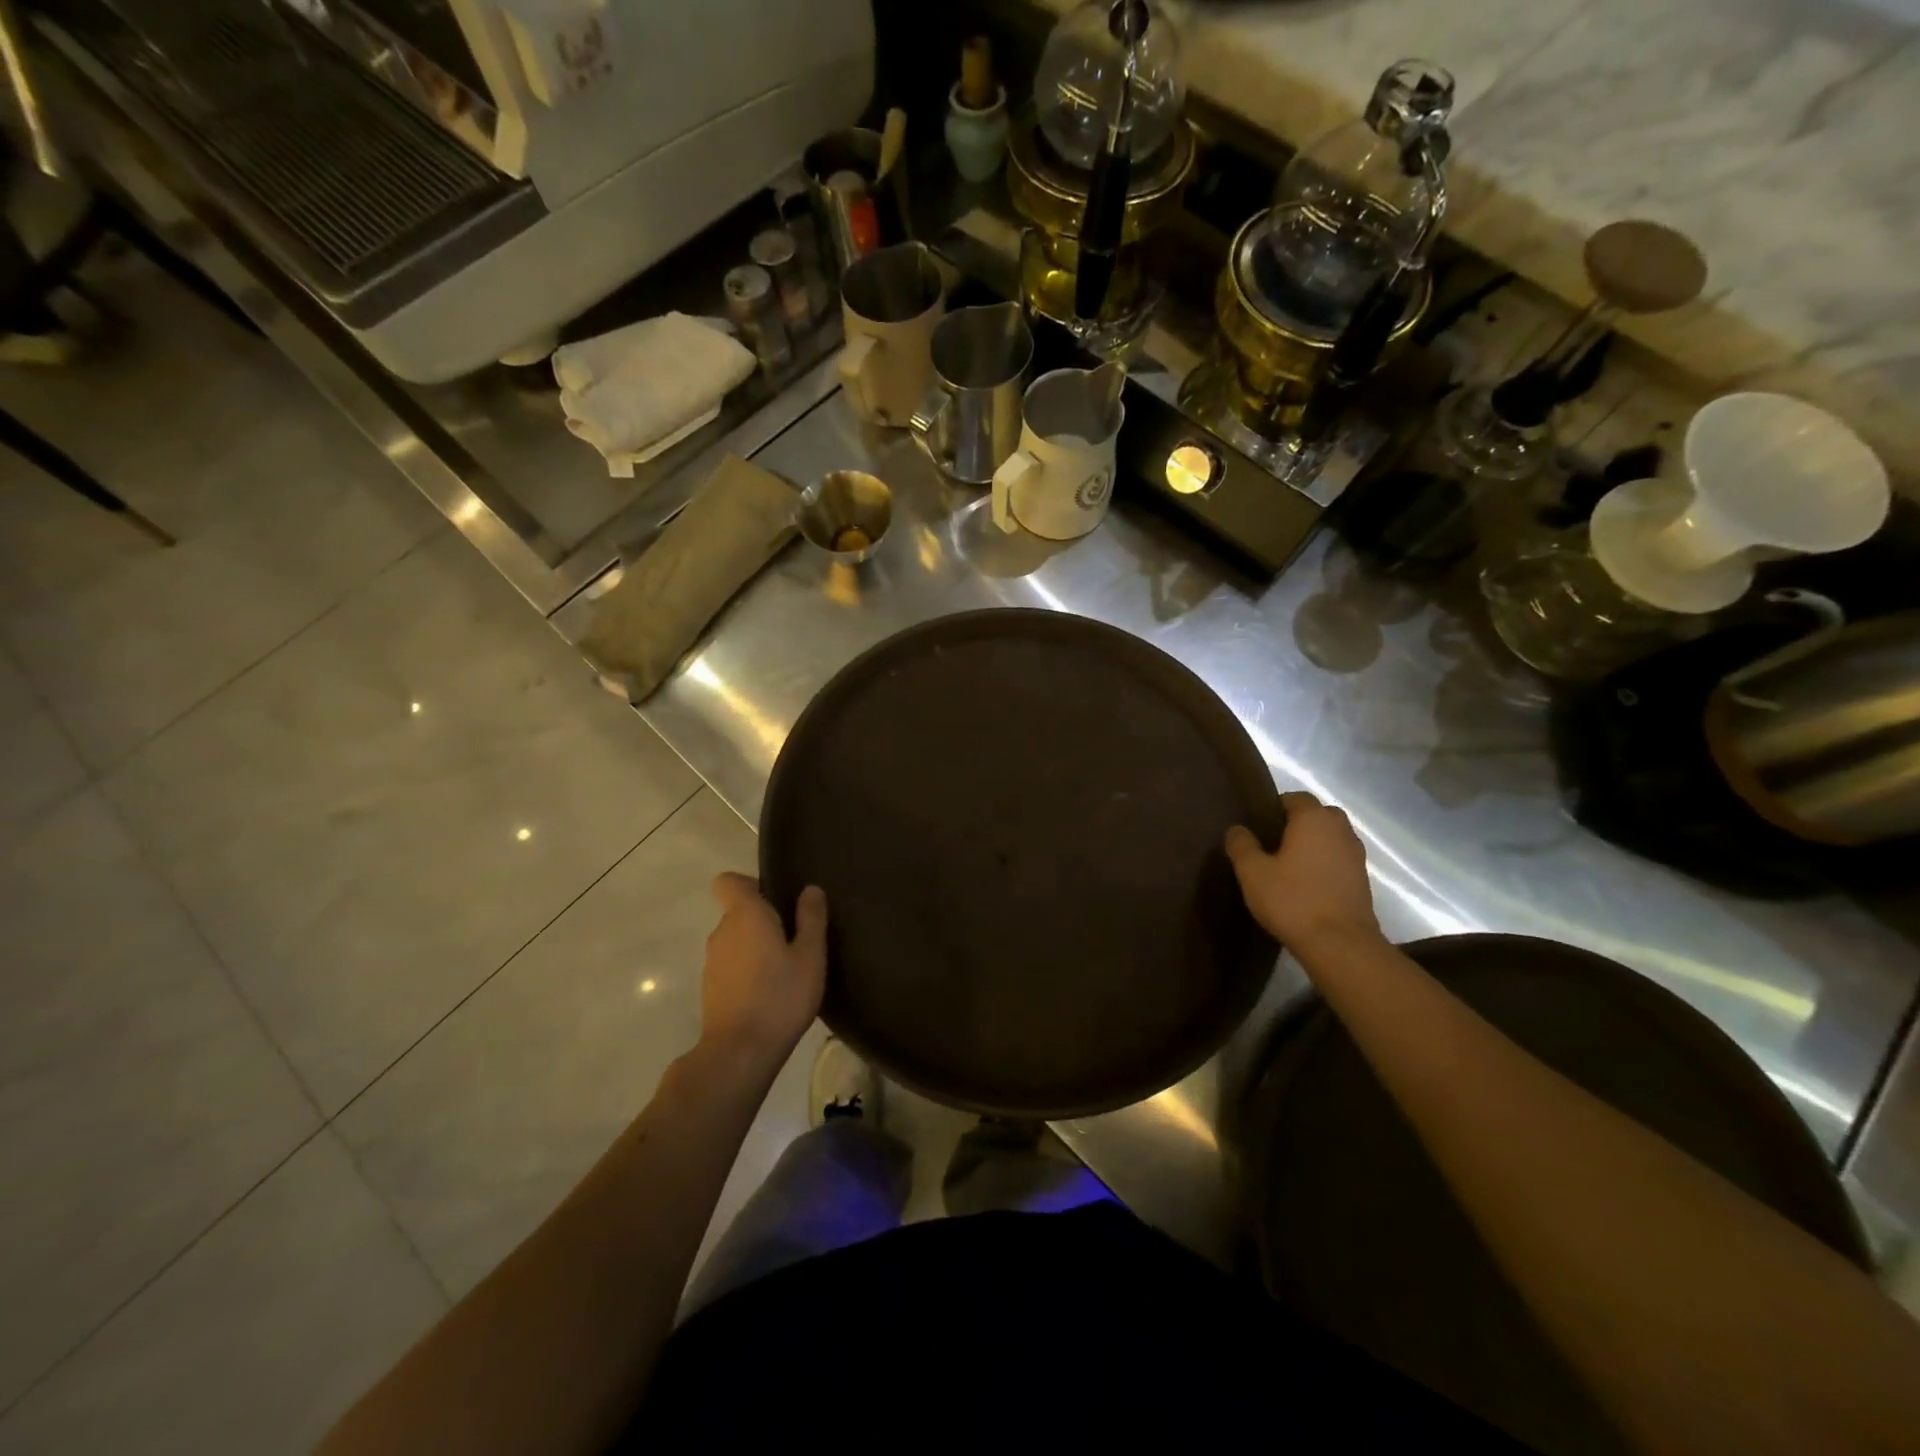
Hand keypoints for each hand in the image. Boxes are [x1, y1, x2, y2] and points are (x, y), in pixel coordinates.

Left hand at [700, 874, 827, 1064]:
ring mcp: (712, 962)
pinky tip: (771, 993)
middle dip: (764, 920)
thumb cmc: (780, 996)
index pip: (729, 881)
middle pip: (738, 912)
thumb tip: (810, 889)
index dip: (750, 884)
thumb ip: (811, 918)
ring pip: (736, 941)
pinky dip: (748, 971)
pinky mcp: (710, 989)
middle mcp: (722, 932)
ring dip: (757, 948)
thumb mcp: (810, 955)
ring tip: (787, 970)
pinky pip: (732, 965)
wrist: (740, 1053)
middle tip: (796, 940)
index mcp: (745, 915)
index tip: (777, 900)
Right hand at [1225, 792, 1382, 953]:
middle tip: (1274, 843)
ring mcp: (1356, 856)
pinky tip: (1306, 885)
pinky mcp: (1362, 881)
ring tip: (1289, 865)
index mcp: (1314, 820)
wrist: (1340, 945)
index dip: (1275, 807)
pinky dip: (1325, 865)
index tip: (1258, 825)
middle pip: (1319, 815)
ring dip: (1314, 845)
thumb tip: (1237, 829)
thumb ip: (1242, 845)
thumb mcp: (1253, 872)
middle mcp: (1340, 831)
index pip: (1295, 797)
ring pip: (1332, 838)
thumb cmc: (1292, 900)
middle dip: (1299, 823)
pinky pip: (1340, 861)